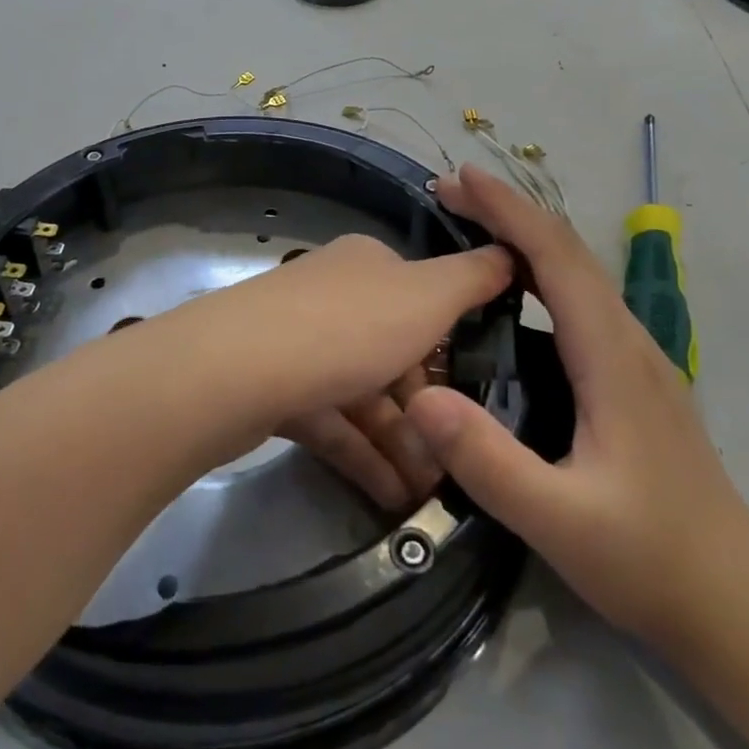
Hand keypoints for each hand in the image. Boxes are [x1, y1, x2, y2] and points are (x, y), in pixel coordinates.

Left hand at [125, 233, 512, 493]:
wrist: (239, 369)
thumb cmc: (349, 326)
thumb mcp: (427, 294)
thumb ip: (473, 277)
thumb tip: (509, 252)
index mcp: (367, 266)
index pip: (422, 299)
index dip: (452, 345)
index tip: (478, 393)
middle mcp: (332, 297)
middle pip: (393, 354)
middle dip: (427, 410)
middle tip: (457, 460)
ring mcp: (299, 343)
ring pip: (363, 394)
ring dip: (399, 442)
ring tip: (430, 492)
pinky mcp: (274, 389)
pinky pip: (330, 422)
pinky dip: (362, 455)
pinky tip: (392, 496)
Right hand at [405, 165, 748, 642]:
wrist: (738, 602)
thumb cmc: (650, 558)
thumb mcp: (558, 519)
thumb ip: (488, 460)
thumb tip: (420, 396)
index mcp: (612, 357)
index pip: (557, 258)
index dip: (508, 210)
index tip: (460, 177)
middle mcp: (629, 342)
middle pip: (569, 252)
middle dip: (509, 212)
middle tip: (448, 192)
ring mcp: (638, 359)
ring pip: (579, 274)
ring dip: (525, 238)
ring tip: (471, 226)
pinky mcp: (634, 379)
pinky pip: (582, 302)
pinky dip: (541, 273)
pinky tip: (513, 294)